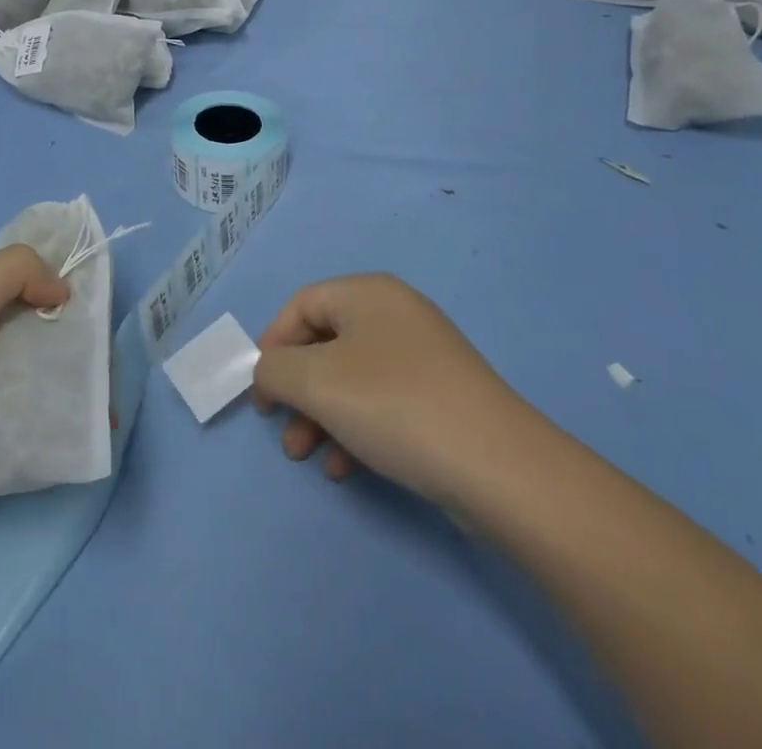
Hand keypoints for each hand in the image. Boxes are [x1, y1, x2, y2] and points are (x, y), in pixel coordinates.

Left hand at [0, 246, 68, 503]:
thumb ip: (19, 270)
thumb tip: (61, 287)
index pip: (11, 273)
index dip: (49, 286)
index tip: (85, 315)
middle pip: (15, 323)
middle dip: (53, 342)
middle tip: (93, 370)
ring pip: (9, 369)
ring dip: (43, 384)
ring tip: (85, 408)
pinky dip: (21, 416)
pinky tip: (53, 430)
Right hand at [252, 273, 538, 507]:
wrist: (500, 469)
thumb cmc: (395, 406)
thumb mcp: (317, 383)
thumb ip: (274, 370)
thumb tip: (269, 372)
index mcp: (367, 293)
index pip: (301, 304)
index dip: (272, 344)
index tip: (261, 391)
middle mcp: (395, 313)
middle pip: (325, 343)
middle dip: (297, 389)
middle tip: (283, 430)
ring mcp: (423, 356)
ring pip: (351, 378)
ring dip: (321, 416)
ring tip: (308, 457)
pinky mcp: (441, 397)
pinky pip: (382, 402)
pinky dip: (356, 429)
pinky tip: (348, 469)